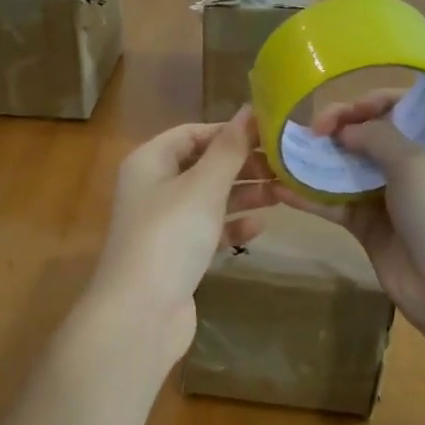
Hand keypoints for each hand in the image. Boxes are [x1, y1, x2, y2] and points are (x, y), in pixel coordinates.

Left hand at [90, 108, 278, 358]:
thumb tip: (250, 111)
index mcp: (149, 162)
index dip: (228, 131)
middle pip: (202, 166)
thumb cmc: (170, 236)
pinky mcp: (177, 256)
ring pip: (209, 199)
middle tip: (283, 165)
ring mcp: (164, 224)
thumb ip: (229, 149)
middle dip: (241, 164)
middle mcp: (153, 188)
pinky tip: (260, 227)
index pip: (192, 133)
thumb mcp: (203, 186)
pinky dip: (232, 226)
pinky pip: (209, 231)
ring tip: (282, 192)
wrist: (140, 314)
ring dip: (243, 194)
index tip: (269, 134)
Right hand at [275, 90, 424, 330]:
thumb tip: (344, 131)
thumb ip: (378, 137)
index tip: (343, 114)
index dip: (368, 102)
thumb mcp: (416, 165)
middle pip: (368, 134)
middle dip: (337, 129)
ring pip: (346, 167)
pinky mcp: (365, 224)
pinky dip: (308, 196)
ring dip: (317, 160)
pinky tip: (280, 189)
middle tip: (309, 133)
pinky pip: (333, 202)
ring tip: (284, 154)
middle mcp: (410, 163)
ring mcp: (386, 194)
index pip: (399, 107)